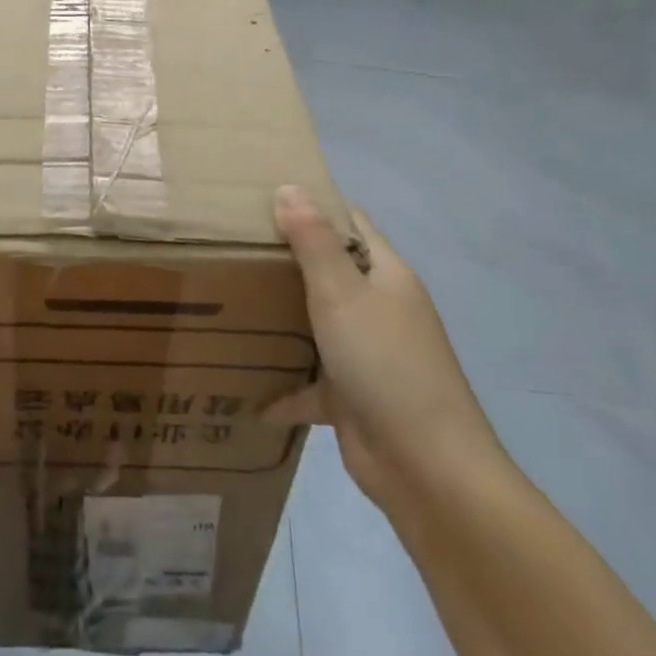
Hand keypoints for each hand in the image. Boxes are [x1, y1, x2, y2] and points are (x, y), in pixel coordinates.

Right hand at [265, 186, 506, 519]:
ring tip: (229, 301)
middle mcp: (379, 309)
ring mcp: (368, 355)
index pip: (352, 224)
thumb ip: (313, 241)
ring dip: (282, 318)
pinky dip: (285, 386)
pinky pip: (311, 384)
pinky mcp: (353, 398)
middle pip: (331, 271)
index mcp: (387, 276)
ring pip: (318, 324)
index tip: (264, 197)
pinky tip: (248, 389)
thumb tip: (289, 187)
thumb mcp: (342, 293)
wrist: (426, 467)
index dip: (316, 206)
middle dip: (287, 259)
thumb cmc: (385, 363)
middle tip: (233, 246)